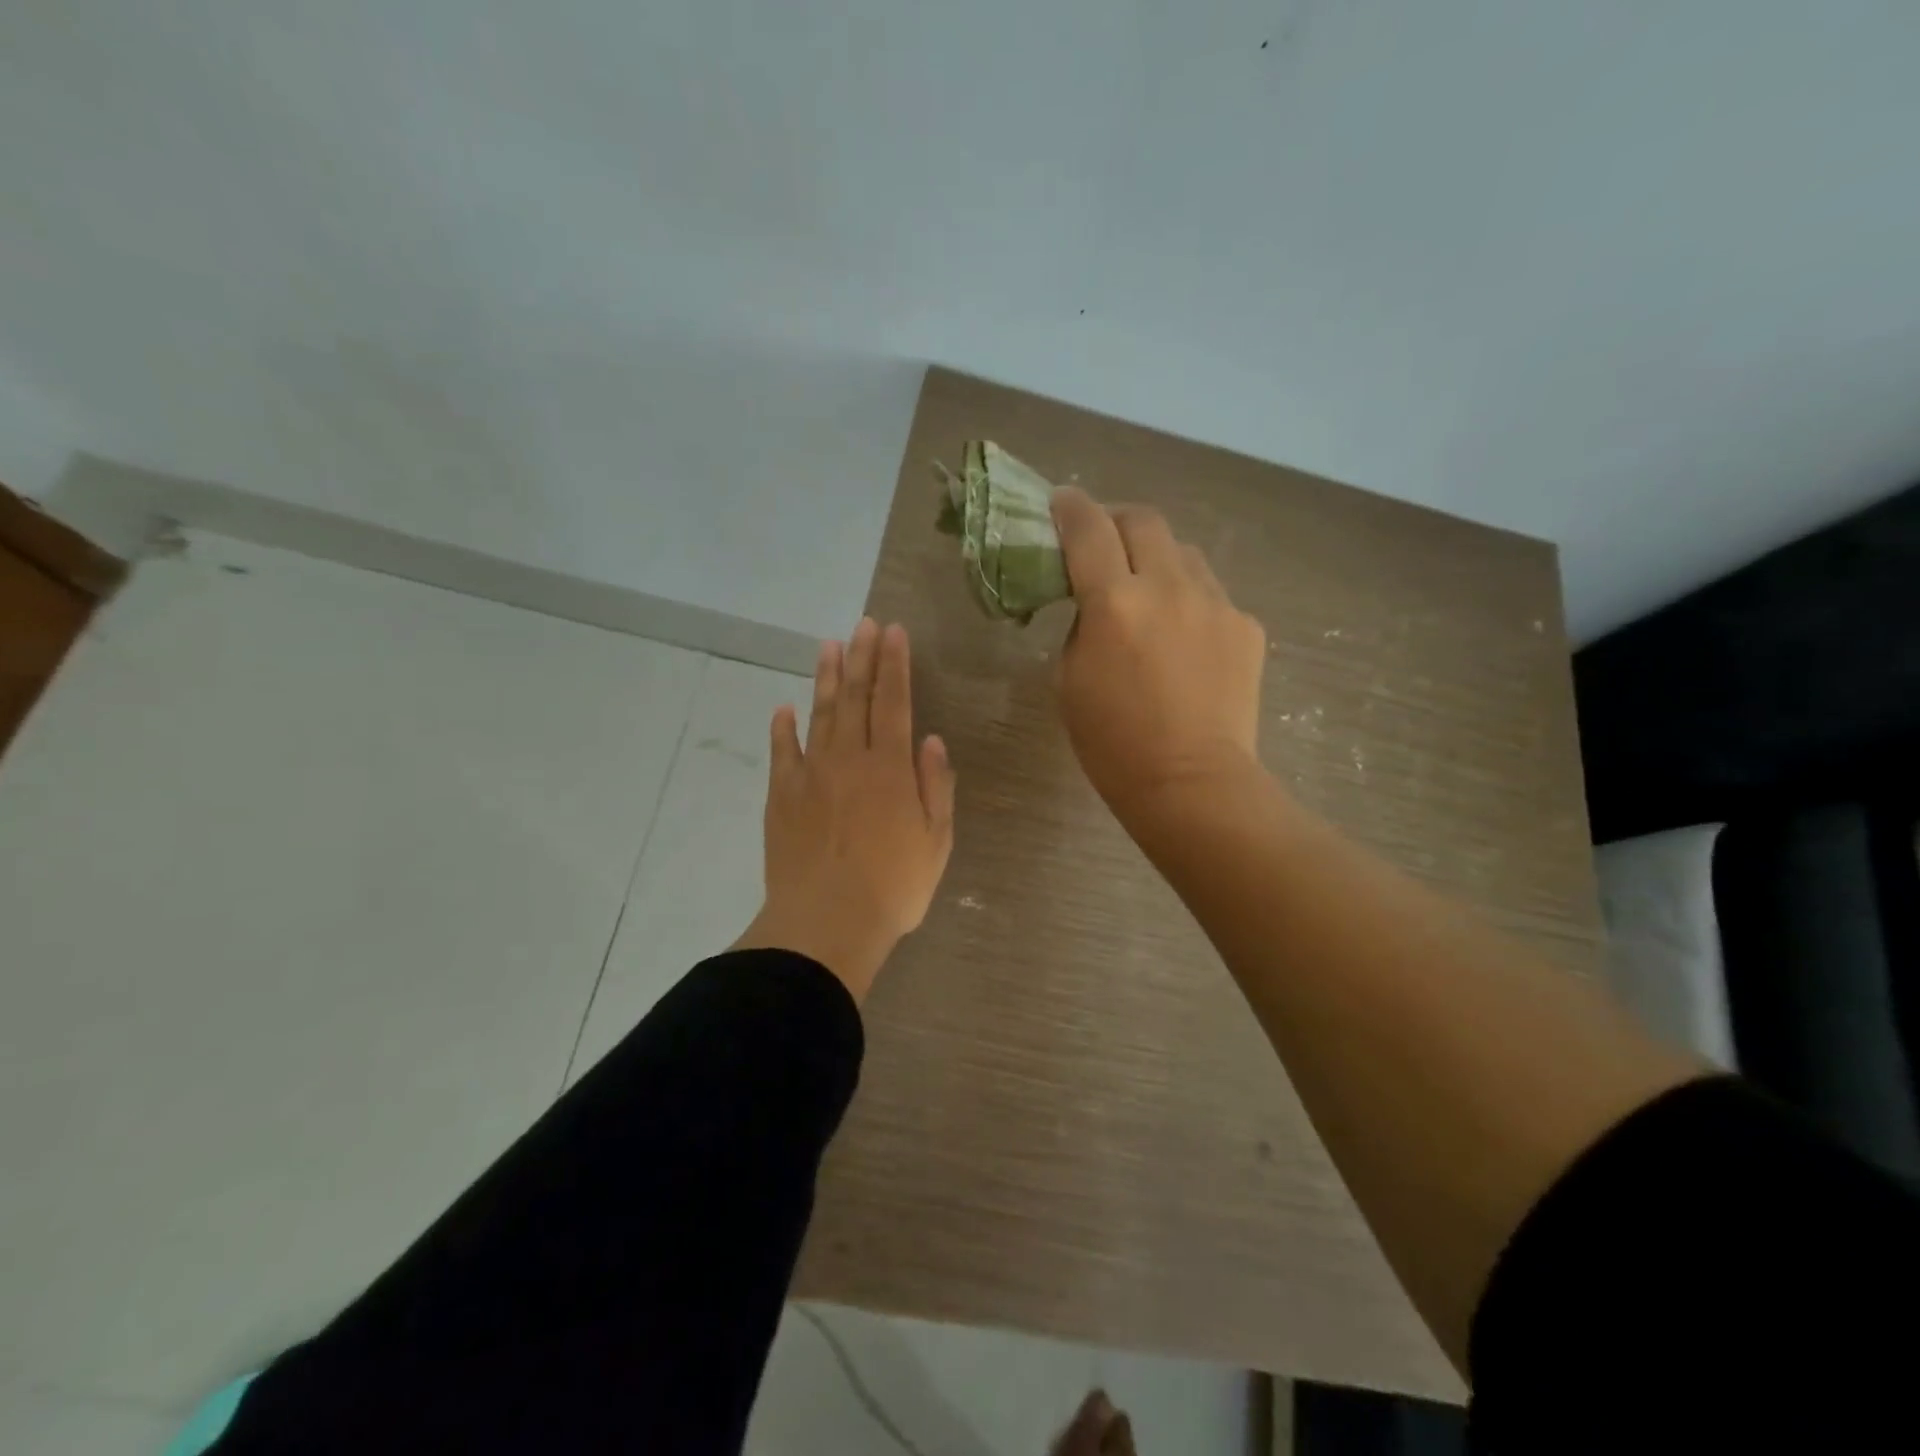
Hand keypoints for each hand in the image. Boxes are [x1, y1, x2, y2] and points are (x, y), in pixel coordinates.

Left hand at [733, 618, 956, 1002]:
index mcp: (891, 768)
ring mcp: (811, 775)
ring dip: (825, 678)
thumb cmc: (893, 887)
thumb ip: (935, 786)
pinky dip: (782, 728)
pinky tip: (783, 708)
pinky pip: (782, 752)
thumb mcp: (936, 841)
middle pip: (856, 697)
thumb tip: (930, 740)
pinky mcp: (781, 796)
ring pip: (819, 714)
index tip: (893, 632)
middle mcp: (850, 759)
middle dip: (862, 657)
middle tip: (863, 624)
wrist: (826, 923)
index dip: (895, 664)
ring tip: (829, 646)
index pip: (895, 702)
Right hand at [1050, 487, 1266, 827]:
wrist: (1192, 784)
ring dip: (1156, 558)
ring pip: (1182, 553)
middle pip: (1143, 520)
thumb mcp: (1070, 680)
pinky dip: (1188, 601)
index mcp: (1114, 602)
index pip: (1087, 528)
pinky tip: (1182, 639)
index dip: (1069, 507)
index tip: (1060, 503)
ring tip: (1146, 591)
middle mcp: (1168, 587)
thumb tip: (1098, 603)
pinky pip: (1210, 594)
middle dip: (1116, 520)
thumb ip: (1082, 625)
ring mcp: (1215, 603)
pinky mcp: (1246, 625)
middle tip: (1101, 543)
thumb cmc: (1113, 744)